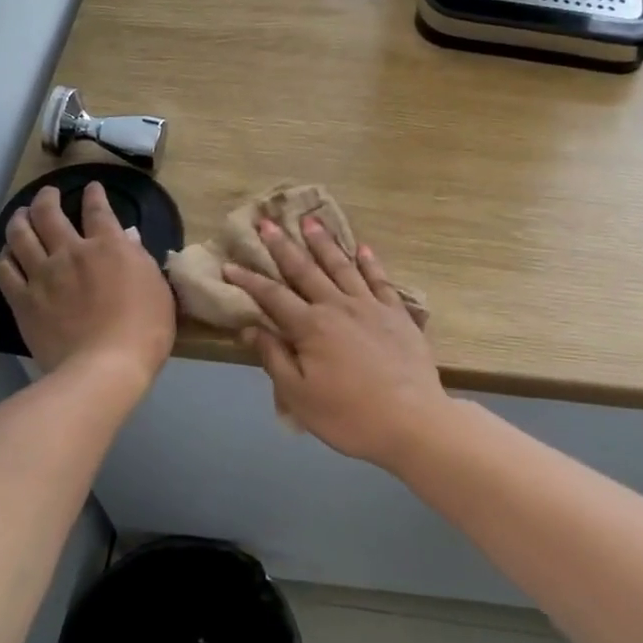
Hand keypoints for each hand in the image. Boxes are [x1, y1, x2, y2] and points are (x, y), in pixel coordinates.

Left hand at [0, 182, 175, 388]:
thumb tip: (127, 238)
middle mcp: (71, 252)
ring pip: (20, 234)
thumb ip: (140, 259)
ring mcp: (42, 275)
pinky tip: (7, 254)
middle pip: (49, 213)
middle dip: (47, 198)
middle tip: (48, 194)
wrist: (105, 367)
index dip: (95, 195)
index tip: (92, 188)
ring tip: (20, 214)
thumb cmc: (144, 330)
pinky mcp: (23, 300)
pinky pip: (5, 270)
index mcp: (108, 247)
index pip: (98, 210)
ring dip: (19, 219)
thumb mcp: (158, 289)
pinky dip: (5, 257)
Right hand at [223, 220, 450, 466]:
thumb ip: (274, 358)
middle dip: (282, 246)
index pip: (272, 296)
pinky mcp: (398, 314)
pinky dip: (370, 262)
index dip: (249, 280)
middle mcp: (338, 306)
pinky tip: (362, 247)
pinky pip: (380, 279)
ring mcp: (371, 306)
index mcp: (311, 327)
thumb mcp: (299, 396)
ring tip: (310, 221)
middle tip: (266, 222)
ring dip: (324, 242)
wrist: (413, 421)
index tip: (229, 264)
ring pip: (342, 266)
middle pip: (305, 270)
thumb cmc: (349, 416)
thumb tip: (249, 328)